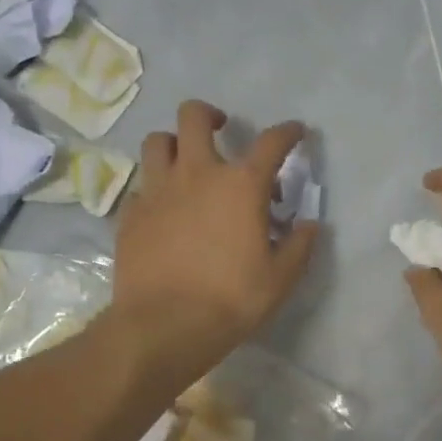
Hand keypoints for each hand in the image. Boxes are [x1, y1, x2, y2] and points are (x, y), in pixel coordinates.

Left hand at [111, 101, 319, 383]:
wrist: (164, 326)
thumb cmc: (231, 299)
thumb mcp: (281, 278)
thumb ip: (299, 245)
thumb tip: (311, 225)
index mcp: (241, 185)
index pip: (271, 142)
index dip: (288, 132)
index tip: (296, 132)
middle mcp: (197, 174)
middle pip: (194, 117)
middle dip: (210, 115)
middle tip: (221, 129)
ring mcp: (157, 191)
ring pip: (158, 142)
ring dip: (175, 144)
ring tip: (187, 164)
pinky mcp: (130, 214)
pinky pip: (142, 186)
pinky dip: (156, 189)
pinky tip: (165, 210)